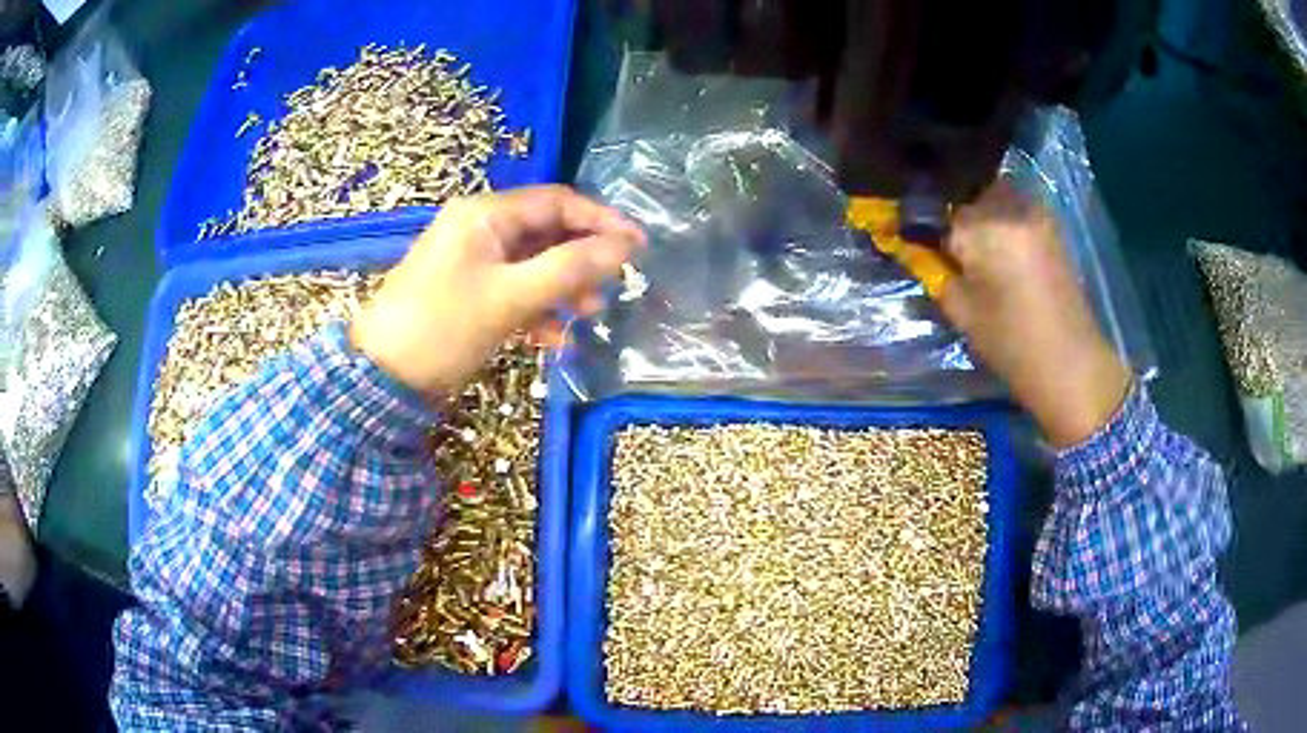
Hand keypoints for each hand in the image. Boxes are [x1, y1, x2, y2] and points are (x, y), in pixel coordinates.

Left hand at [351, 186, 644, 395]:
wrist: (380, 377)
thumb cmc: (443, 328)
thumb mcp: (510, 297)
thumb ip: (570, 269)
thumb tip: (624, 248)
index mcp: (485, 214)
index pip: (557, 201)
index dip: (601, 221)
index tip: (638, 246)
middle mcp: (479, 227)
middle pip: (546, 232)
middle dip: (581, 260)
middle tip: (611, 288)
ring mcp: (472, 260)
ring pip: (533, 263)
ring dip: (562, 287)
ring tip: (587, 317)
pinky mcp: (468, 290)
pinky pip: (514, 288)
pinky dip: (537, 308)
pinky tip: (553, 338)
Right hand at [939, 181, 1129, 447]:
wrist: (1071, 362)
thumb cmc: (1012, 344)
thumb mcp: (962, 311)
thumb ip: (936, 270)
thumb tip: (917, 247)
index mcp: (984, 228)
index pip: (940, 212)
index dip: (929, 230)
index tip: (925, 249)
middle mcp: (1010, 206)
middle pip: (969, 195)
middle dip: (957, 217)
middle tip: (953, 250)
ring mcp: (1036, 212)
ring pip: (994, 196)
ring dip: (981, 213)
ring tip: (980, 249)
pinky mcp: (1051, 223)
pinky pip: (1016, 207)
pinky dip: (1003, 219)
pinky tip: (1003, 252)